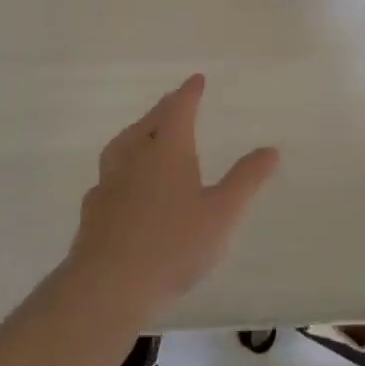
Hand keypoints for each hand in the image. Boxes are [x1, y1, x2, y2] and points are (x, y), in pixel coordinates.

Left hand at [69, 74, 279, 319]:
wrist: (108, 286)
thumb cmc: (173, 246)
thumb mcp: (222, 213)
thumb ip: (246, 180)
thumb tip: (271, 149)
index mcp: (167, 150)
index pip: (179, 109)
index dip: (189, 92)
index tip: (196, 79)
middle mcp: (134, 156)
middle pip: (149, 122)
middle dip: (165, 109)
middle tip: (174, 101)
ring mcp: (109, 182)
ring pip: (123, 144)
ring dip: (138, 132)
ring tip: (146, 133)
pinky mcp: (93, 209)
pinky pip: (109, 174)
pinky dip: (122, 166)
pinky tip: (124, 183)